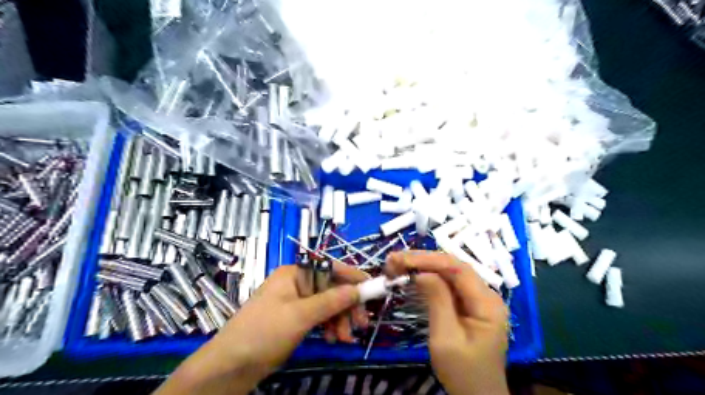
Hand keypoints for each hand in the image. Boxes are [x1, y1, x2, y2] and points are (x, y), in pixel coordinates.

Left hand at [154, 262, 368, 394]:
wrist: (229, 367)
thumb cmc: (263, 333)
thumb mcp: (301, 315)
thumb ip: (332, 301)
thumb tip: (359, 289)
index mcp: (294, 273)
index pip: (329, 267)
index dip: (351, 276)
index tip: (371, 287)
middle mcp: (296, 284)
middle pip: (330, 288)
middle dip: (346, 305)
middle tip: (362, 323)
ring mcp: (295, 302)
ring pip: (327, 305)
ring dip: (339, 319)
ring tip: (345, 338)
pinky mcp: (294, 320)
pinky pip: (319, 317)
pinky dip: (329, 327)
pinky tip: (333, 339)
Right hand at [387, 251, 510, 394]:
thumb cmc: (463, 373)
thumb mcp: (446, 339)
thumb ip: (437, 301)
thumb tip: (421, 273)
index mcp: (487, 303)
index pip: (458, 269)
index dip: (428, 260)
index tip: (401, 259)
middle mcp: (486, 294)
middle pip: (453, 267)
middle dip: (423, 260)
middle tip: (394, 259)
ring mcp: (477, 299)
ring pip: (449, 273)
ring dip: (423, 266)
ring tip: (398, 264)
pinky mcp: (468, 305)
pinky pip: (448, 284)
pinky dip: (428, 278)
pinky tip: (412, 275)